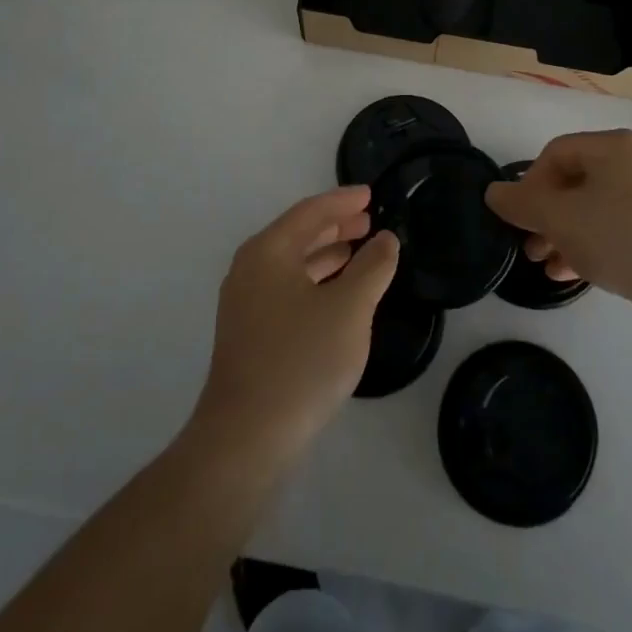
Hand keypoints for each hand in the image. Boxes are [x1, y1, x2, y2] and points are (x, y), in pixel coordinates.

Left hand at [192, 187, 399, 464]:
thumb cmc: (301, 360)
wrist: (247, 437)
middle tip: (369, 221)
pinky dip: (316, 282)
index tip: (370, 194)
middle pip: (298, 235)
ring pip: (292, 264)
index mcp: (268, 252)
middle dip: (335, 226)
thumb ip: (372, 267)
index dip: (342, 201)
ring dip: (327, 255)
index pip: (310, 212)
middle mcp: (250, 269)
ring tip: (360, 252)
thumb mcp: (349, 308)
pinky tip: (338, 295)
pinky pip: (287, 289)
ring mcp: (246, 304)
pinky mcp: (249, 334)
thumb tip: (386, 240)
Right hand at [485, 129, 631, 329]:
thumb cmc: (621, 236)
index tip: (519, 217)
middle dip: (545, 215)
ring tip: (544, 264)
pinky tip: (571, 274)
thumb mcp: (560, 217)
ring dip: (563, 235)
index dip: (530, 183)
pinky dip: (590, 246)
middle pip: (574, 182)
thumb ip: (522, 202)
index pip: (555, 153)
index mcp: (613, 147)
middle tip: (527, 245)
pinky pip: (616, 230)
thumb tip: (493, 192)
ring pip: (594, 210)